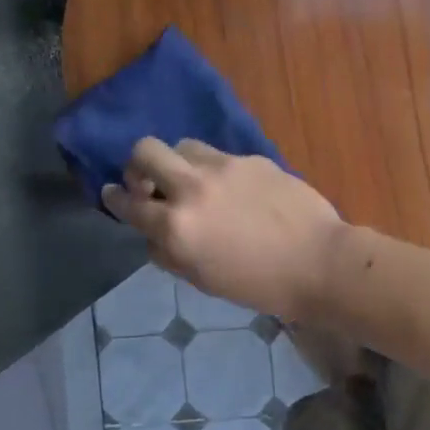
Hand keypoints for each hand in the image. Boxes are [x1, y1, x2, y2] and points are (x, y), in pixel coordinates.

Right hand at [102, 139, 344, 321]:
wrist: (318, 262)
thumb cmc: (260, 285)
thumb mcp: (203, 280)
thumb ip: (169, 253)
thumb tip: (153, 233)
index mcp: (176, 227)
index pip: (128, 203)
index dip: (113, 198)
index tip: (111, 193)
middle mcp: (192, 187)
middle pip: (145, 150)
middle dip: (136, 164)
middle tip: (148, 181)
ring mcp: (224, 167)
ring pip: (183, 145)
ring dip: (178, 162)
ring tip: (192, 182)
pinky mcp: (251, 158)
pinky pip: (219, 155)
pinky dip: (214, 170)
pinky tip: (233, 190)